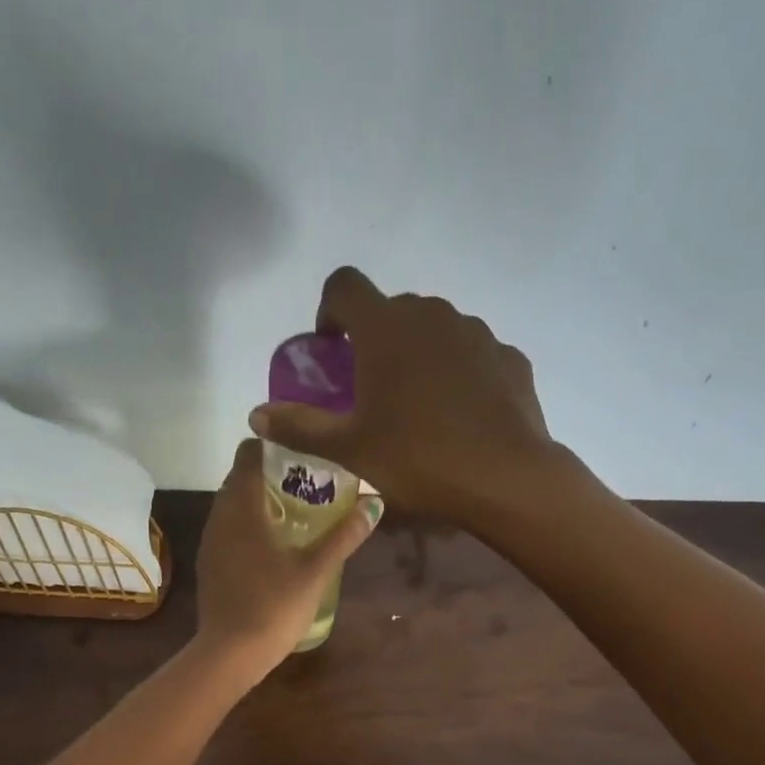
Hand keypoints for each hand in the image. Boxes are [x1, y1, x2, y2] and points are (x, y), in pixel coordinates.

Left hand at [192, 438, 382, 683]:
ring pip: (232, 507)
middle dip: (270, 475)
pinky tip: (273, 547)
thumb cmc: (274, 606)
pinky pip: (229, 531)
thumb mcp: (316, 571)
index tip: (302, 453)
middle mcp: (219, 516)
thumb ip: (344, 536)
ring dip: (259, 503)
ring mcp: (211, 542)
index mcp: (242, 508)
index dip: (273, 447)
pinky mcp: (209, 565)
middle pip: (240, 479)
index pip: (248, 454)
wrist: (231, 653)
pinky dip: (249, 527)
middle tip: (308, 484)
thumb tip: (374, 503)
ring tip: (295, 514)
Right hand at [247, 267, 584, 528]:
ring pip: (436, 332)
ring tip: (420, 410)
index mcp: (385, 327)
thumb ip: (300, 427)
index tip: (331, 349)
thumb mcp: (350, 451)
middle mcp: (431, 313)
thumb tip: (256, 415)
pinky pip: (473, 357)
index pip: (344, 286)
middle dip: (376, 342)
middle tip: (373, 393)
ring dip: (419, 357)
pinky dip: (459, 376)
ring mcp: (476, 332)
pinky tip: (461, 418)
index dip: (329, 310)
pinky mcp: (508, 357)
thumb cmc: (418, 461)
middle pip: (392, 311)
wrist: (505, 477)